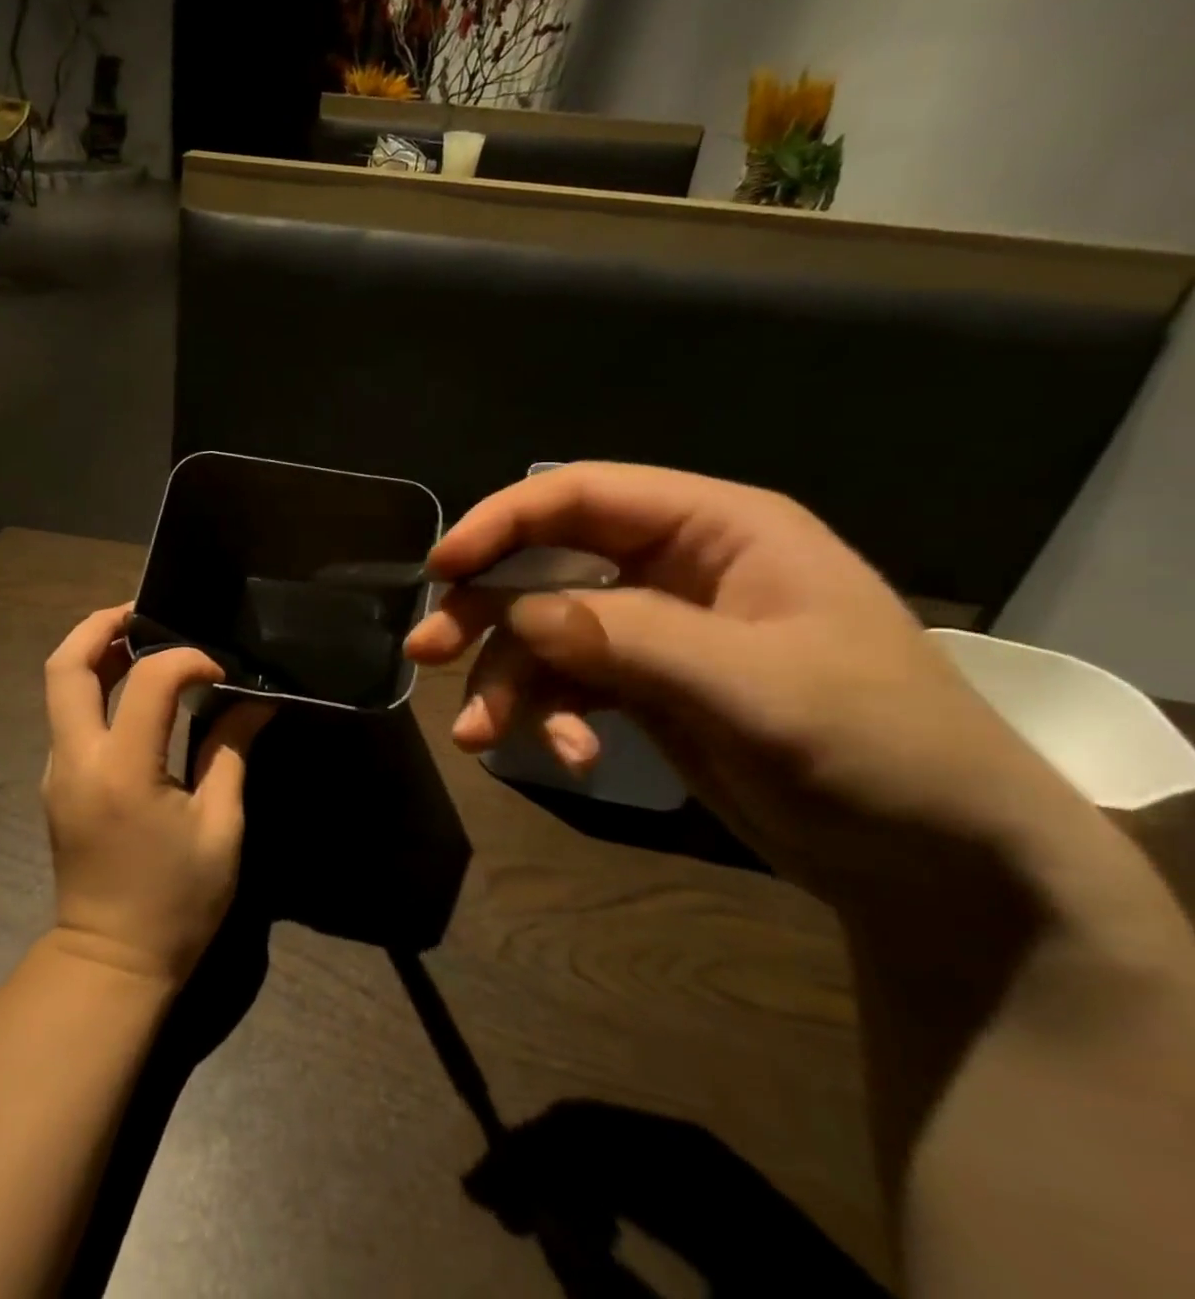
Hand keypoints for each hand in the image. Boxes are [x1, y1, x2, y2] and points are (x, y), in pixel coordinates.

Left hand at [41, 605, 273, 985]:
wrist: (111, 963)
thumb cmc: (176, 902)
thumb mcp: (220, 827)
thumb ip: (230, 753)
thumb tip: (255, 702)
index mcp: (122, 771)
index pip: (146, 681)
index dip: (186, 660)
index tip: (221, 672)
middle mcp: (77, 760)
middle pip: (64, 666)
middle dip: (100, 625)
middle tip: (145, 612)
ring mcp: (58, 770)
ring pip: (59, 687)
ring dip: (94, 652)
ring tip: (142, 639)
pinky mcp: (58, 782)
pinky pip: (69, 715)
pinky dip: (95, 686)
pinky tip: (135, 690)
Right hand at [404, 463, 1097, 906]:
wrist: (941, 871)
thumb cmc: (879, 752)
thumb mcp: (756, 688)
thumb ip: (629, 638)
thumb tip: (515, 613)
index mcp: (716, 529)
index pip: (581, 496)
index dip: (502, 521)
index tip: (440, 567)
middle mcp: (676, 569)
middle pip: (547, 564)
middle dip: (484, 610)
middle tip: (426, 654)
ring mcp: (657, 632)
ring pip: (546, 634)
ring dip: (507, 681)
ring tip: (483, 738)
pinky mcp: (646, 688)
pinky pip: (569, 684)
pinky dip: (551, 716)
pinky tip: (570, 757)